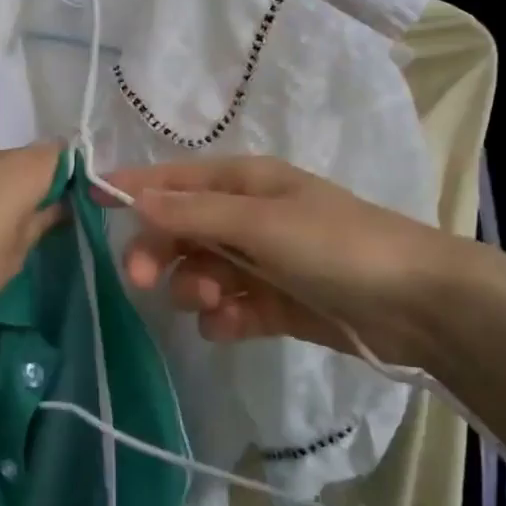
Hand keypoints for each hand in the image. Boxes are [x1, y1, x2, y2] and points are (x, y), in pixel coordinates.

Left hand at [0, 143, 68, 324]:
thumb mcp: (14, 256)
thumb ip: (41, 224)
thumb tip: (60, 206)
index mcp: (23, 169)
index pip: (65, 153)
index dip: (78, 175)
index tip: (81, 206)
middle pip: (33, 158)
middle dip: (46, 184)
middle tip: (49, 224)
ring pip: (3, 167)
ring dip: (14, 190)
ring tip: (11, 230)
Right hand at [105, 156, 464, 366]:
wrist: (416, 304)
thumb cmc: (337, 245)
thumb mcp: (262, 222)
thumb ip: (196, 212)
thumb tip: (135, 196)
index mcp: (245, 184)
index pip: (175, 180)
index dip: (133, 188)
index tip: (89, 200)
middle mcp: (248, 217)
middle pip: (180, 230)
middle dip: (161, 252)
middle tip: (145, 280)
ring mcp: (261, 262)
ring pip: (200, 272)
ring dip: (195, 288)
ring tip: (216, 303)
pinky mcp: (274, 303)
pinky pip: (229, 307)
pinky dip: (224, 317)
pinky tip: (234, 325)